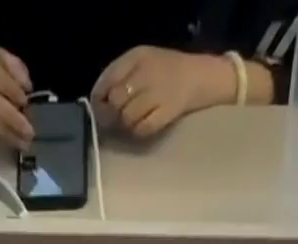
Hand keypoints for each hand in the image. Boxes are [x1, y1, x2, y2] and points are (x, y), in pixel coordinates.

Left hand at [92, 46, 232, 138]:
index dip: (99, 99)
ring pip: (127, 118)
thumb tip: (99, 102)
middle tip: (116, 120)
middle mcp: (145, 72)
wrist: (198, 77)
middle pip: (115, 101)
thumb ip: (119, 78)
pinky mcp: (166, 113)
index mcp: (136, 56)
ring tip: (133, 122)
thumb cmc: (165, 72)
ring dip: (126, 125)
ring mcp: (157, 93)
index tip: (100, 109)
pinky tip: (142, 128)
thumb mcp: (141, 64)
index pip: (107, 80)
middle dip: (112, 115)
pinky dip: (138, 132)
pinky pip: (142, 129)